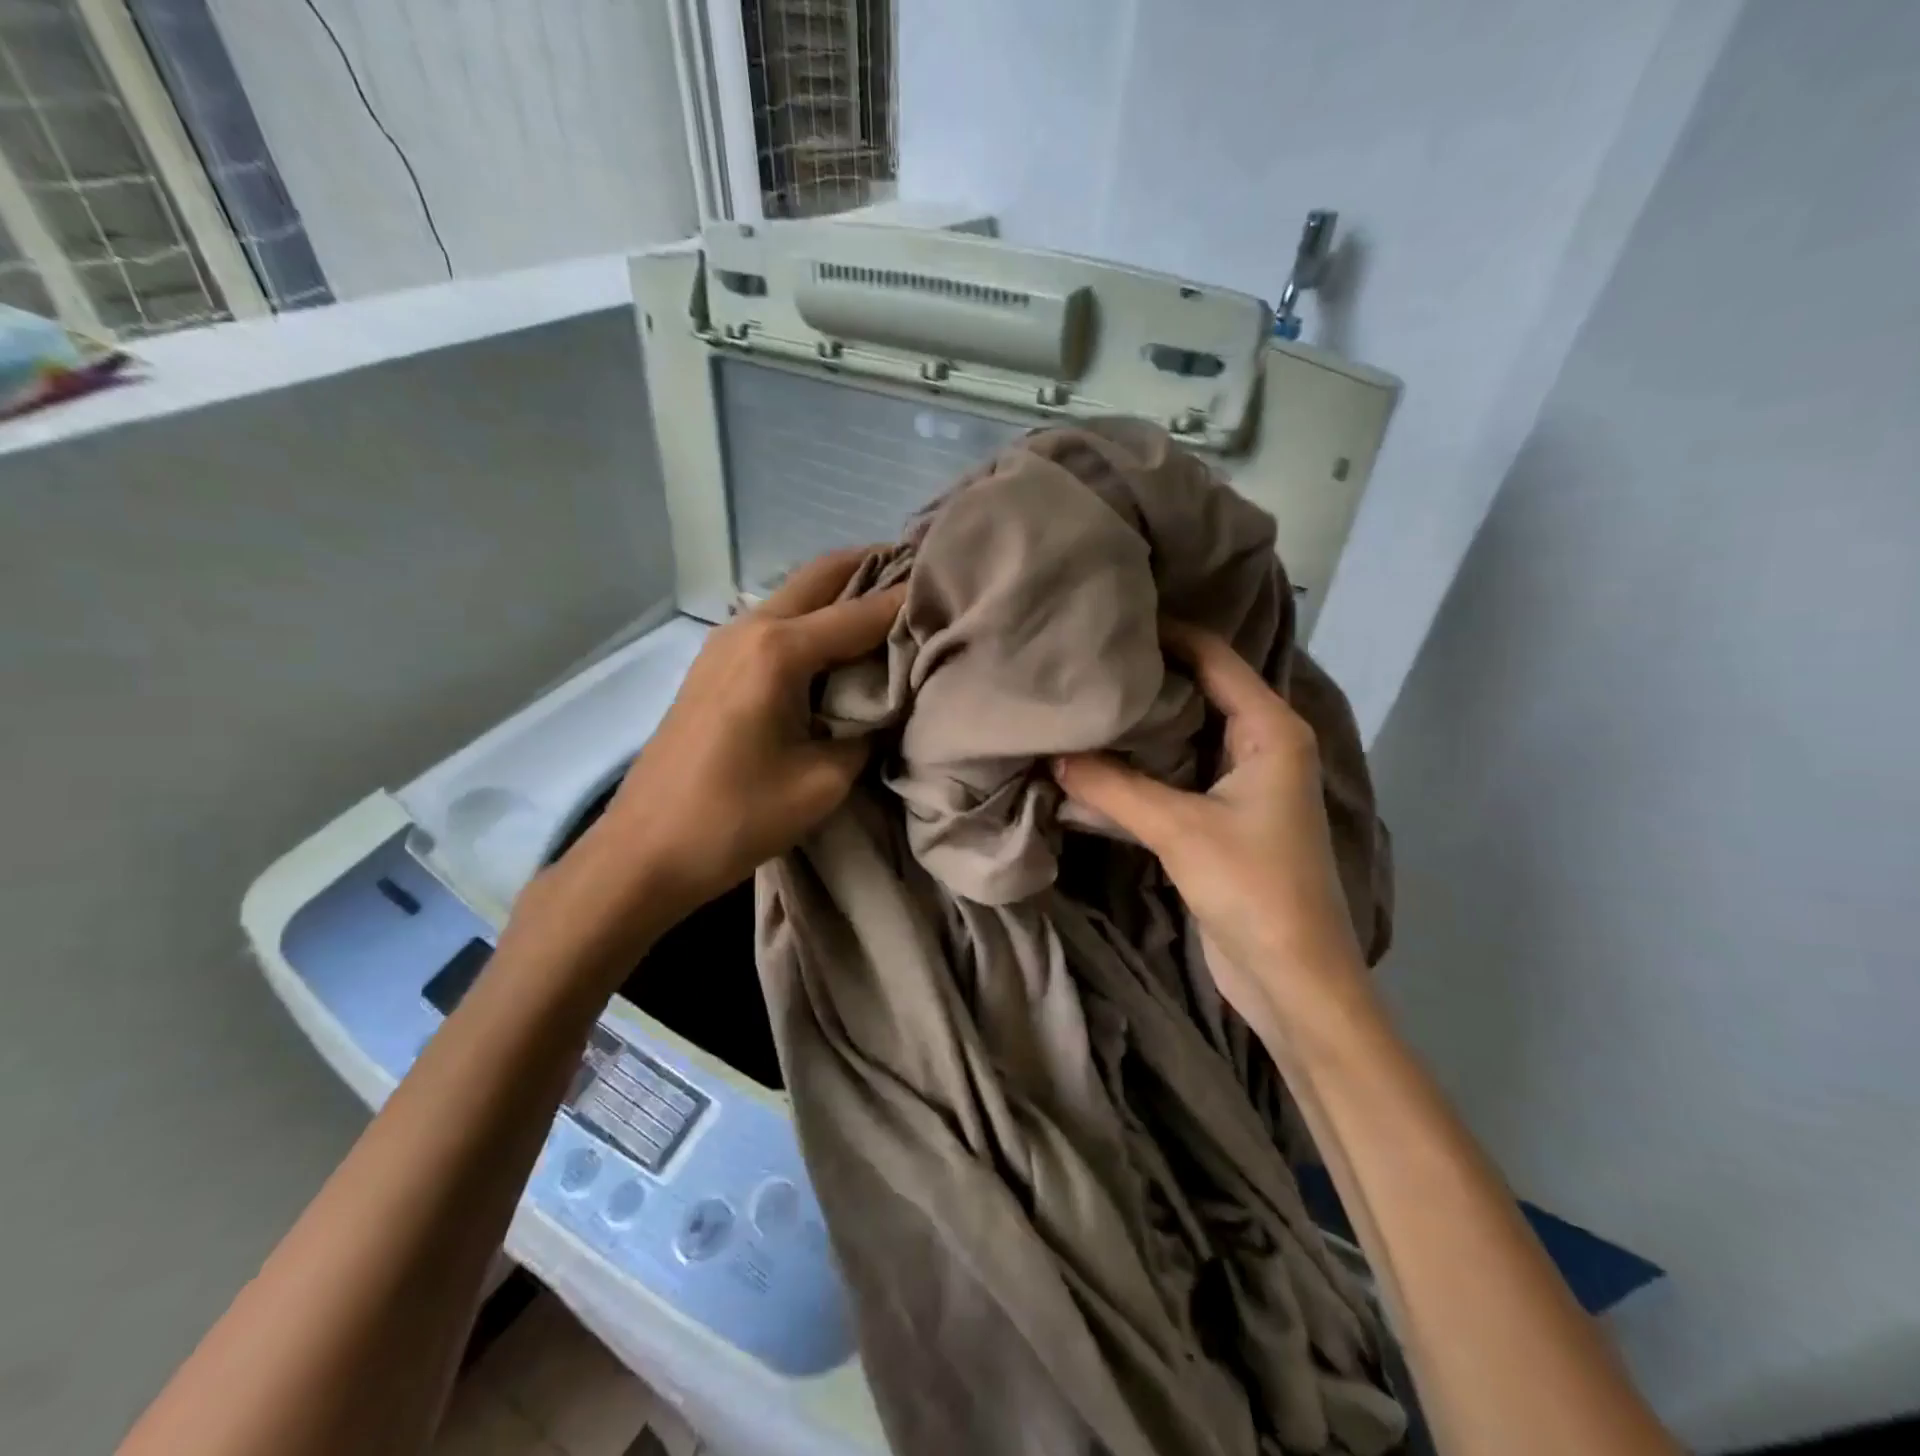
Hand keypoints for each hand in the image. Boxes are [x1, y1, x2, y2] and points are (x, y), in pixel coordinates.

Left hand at [528, 548, 902, 962]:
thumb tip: (886, 709)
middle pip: (823, 575)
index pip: (863, 613)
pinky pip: (775, 623)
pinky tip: (839, 647)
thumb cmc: (737, 818)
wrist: (645, 852)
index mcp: (780, 651)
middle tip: (922, 579)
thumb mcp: (823, 781)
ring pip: (795, 595)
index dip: (910, 602)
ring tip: (889, 611)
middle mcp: (750, 628)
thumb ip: (866, 732)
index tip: (953, 592)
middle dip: (873, 569)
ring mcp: (724, 642)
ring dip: (841, 594)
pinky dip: (813, 620)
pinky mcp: (713, 665)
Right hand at [1053, 622, 1371, 1040]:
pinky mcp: (1222, 817)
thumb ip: (1112, 786)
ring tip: (1078, 704)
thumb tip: (1052, 754)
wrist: (1293, 977)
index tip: (1108, 623)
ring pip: (1182, 736)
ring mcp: (1242, 782)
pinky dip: (1139, 770)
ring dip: (1137, 729)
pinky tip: (1092, 763)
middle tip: (1082, 663)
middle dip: (1143, 680)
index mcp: (1271, 729)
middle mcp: (1261, 745)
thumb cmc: (1253, 888)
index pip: (1213, 657)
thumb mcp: (1178, 829)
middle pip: (1197, 691)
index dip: (1165, 634)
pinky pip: (1175, 776)